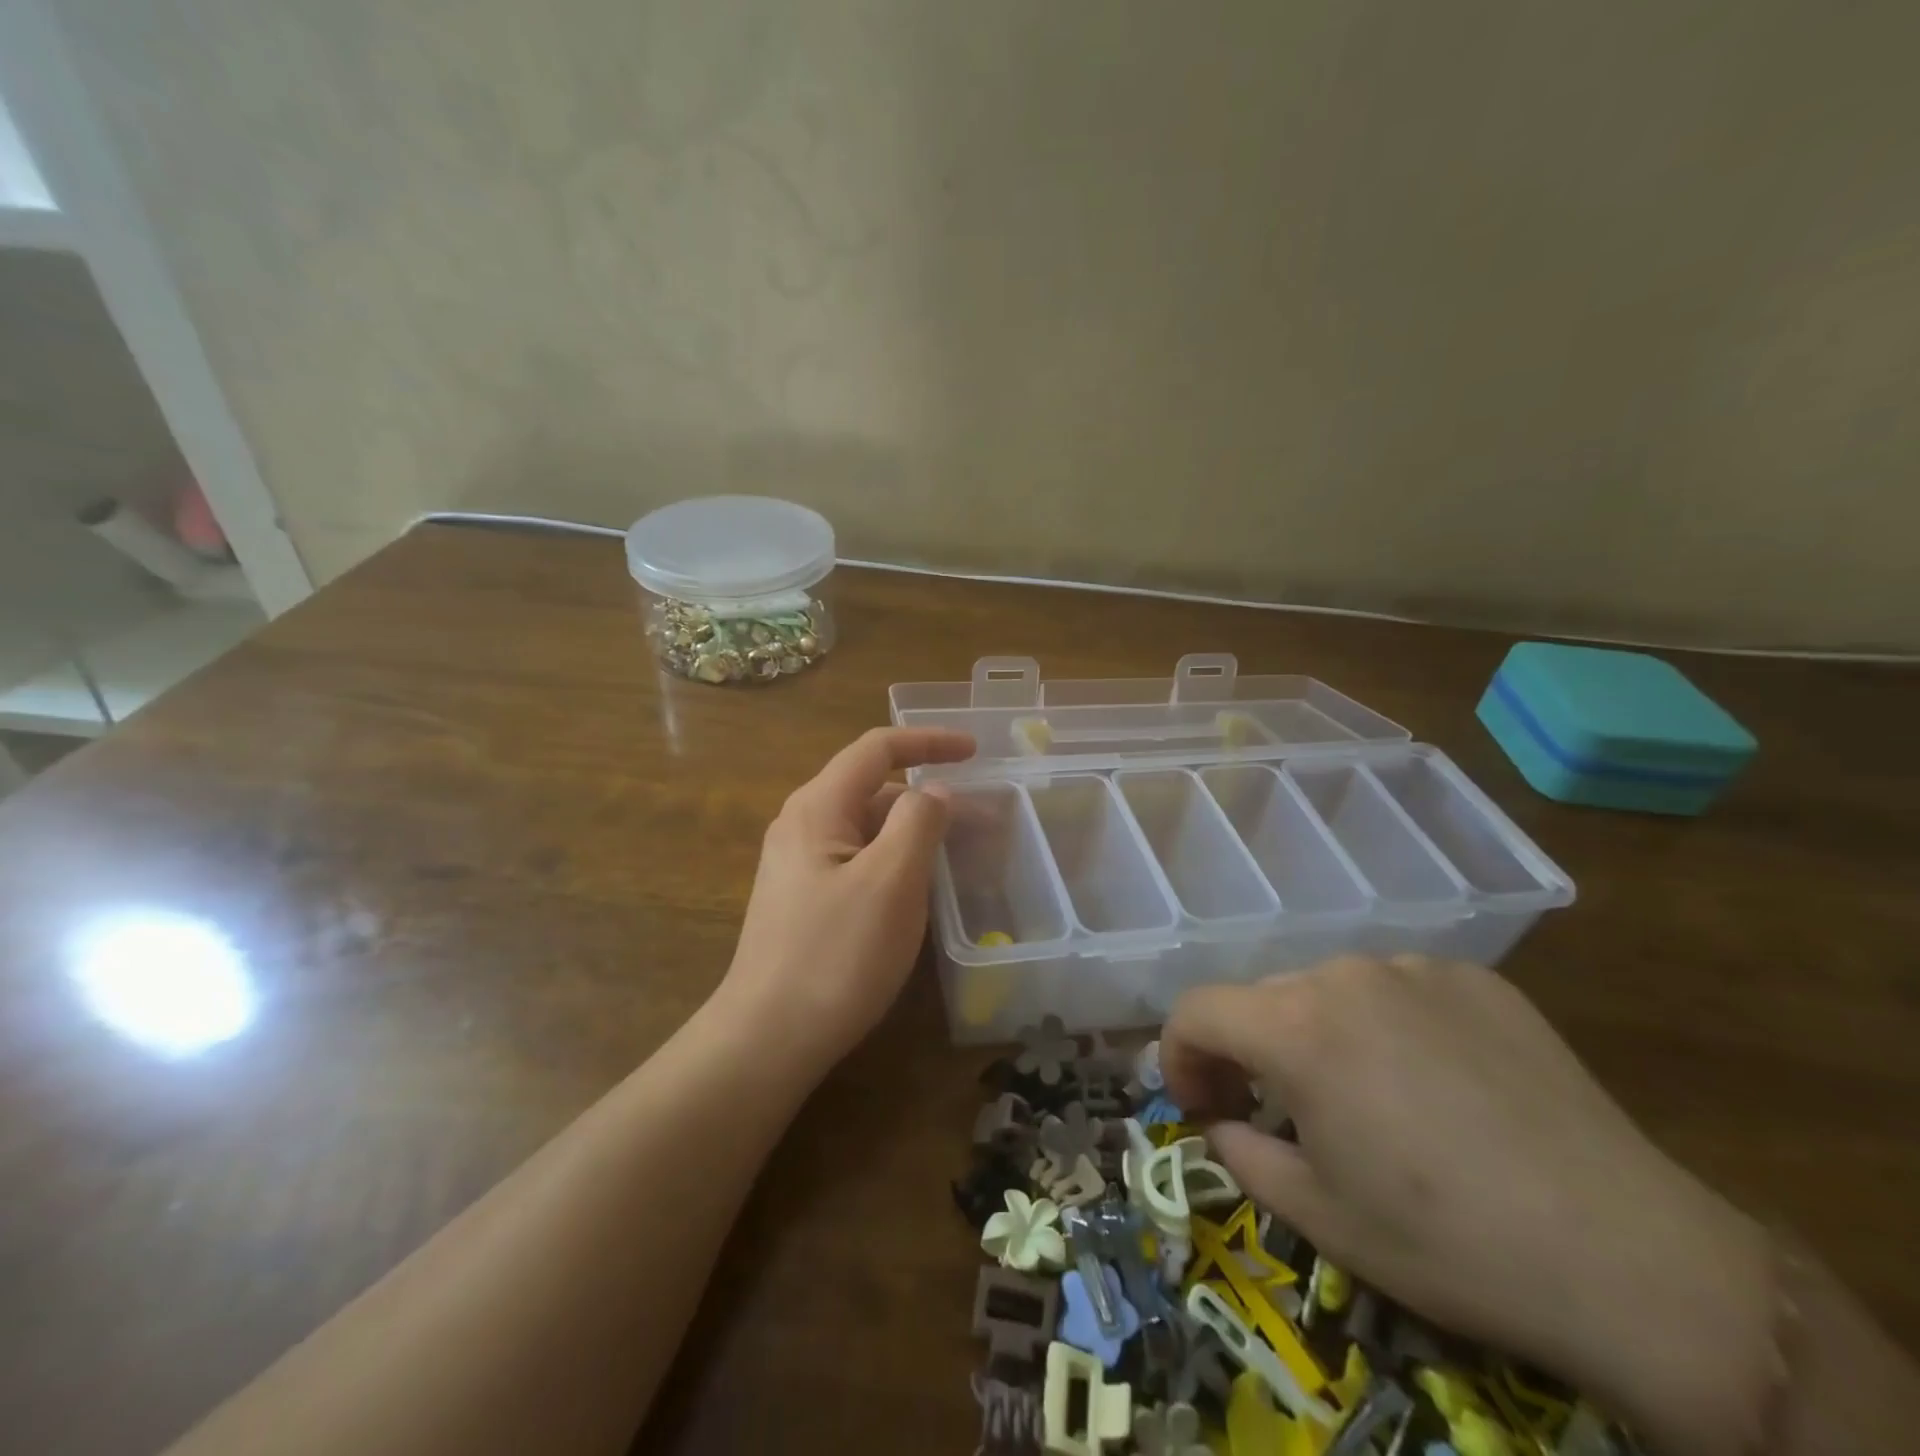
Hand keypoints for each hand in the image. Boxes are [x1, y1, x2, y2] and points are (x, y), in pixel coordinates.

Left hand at [717, 727, 974, 1067]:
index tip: (975, 750)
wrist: (767, 1039)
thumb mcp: (891, 882)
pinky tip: (921, 891)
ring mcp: (799, 866)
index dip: (928, 741)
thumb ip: (919, 822)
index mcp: (818, 807)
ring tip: (961, 857)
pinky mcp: (805, 901)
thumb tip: (934, 791)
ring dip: (915, 833)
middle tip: (983, 822)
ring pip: (868, 830)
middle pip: (873, 789)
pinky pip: (859, 862)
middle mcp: (802, 826)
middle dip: (929, 797)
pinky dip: (896, 862)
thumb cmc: (835, 955)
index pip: (877, 749)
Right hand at [1164, 956, 1776, 1454]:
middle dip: (1247, 1051)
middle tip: (1271, 1111)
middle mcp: (1344, 974)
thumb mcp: (1320, 1216)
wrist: (1631, 1259)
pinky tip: (1433, 1083)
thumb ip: (1243, 1154)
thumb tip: (1223, 1123)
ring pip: (1328, 990)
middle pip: (1262, 999)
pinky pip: (1398, 990)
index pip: (1196, 1011)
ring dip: (1315, 1035)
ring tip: (1361, 1099)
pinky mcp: (1477, 978)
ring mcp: (1415, 968)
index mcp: (1296, 1026)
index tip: (1197, 1104)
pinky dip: (1385, 1025)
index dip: (1178, 1055)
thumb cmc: (1449, 1243)